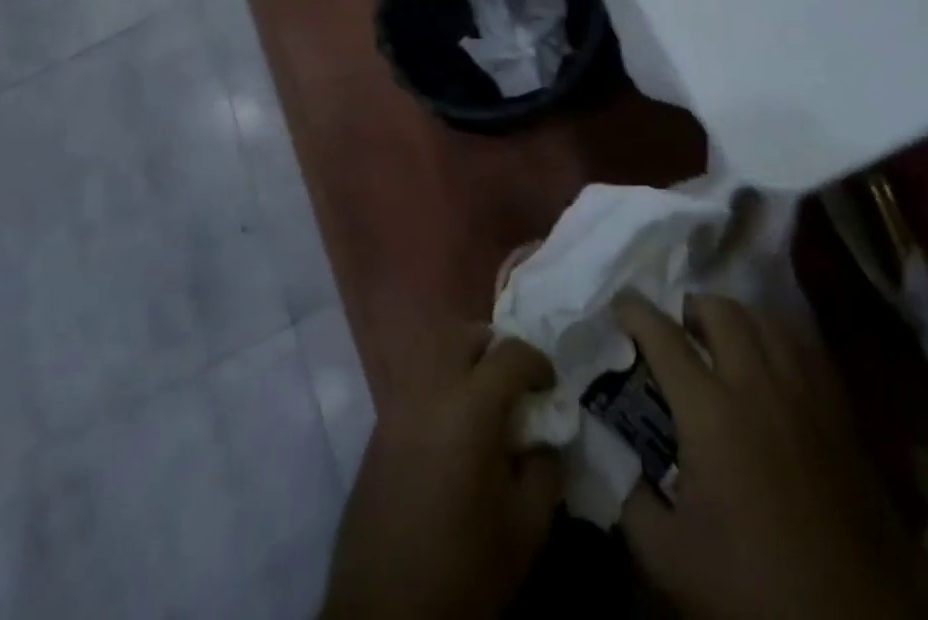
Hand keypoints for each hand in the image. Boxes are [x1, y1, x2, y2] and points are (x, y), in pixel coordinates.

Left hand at [322, 327, 560, 619]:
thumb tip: (547, 439)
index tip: (549, 388)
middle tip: (512, 382)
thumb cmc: (462, 573)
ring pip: (433, 351)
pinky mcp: (377, 428)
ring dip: (462, 360)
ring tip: (482, 400)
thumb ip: (545, 471)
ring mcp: (397, 405)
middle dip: (494, 347)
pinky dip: (438, 385)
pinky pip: (414, 382)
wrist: (383, 618)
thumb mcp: (525, 532)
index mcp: (469, 407)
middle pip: (464, 335)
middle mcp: (429, 390)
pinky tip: (450, 427)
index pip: (511, 353)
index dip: (538, 363)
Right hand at [615, 292, 927, 619]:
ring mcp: (804, 395)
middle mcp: (756, 384)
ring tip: (725, 340)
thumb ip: (631, 500)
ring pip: (768, 320)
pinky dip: (780, 341)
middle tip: (678, 328)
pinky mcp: (840, 415)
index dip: (636, 312)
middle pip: (722, 311)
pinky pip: (806, 350)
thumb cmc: (754, 590)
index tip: (620, 304)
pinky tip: (773, 365)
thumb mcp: (669, 558)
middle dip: (692, 308)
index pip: (663, 337)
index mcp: (709, 411)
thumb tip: (616, 459)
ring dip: (738, 318)